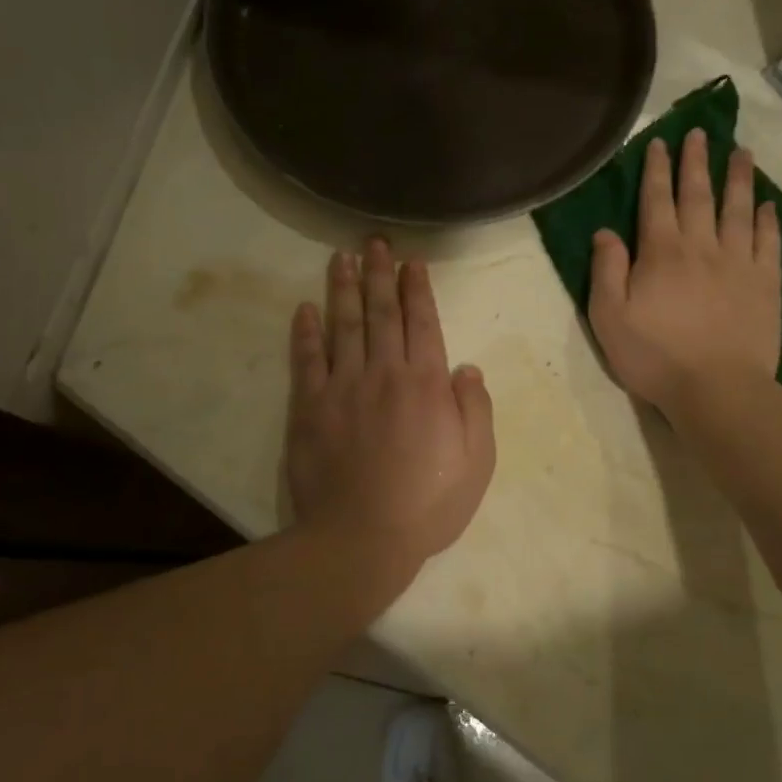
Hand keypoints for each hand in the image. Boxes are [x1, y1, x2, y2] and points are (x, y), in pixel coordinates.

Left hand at [285, 238, 496, 592]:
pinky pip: (307, 359)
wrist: (361, 538)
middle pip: (381, 313)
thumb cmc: (427, 504)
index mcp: (426, 384)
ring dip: (344, 288)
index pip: (423, 323)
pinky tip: (305, 307)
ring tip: (342, 258)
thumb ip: (475, 409)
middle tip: (375, 242)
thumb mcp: (477, 462)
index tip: (411, 263)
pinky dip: (306, 331)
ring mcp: (343, 387)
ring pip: (343, 325)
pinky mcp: (309, 407)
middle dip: (380, 274)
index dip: (417, 290)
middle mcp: (384, 373)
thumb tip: (466, 368)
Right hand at [588, 131, 781, 421]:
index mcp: (661, 253)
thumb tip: (606, 231)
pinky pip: (769, 242)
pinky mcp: (766, 283)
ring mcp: (739, 262)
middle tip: (700, 132)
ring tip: (742, 152)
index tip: (660, 142)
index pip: (657, 200)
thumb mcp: (609, 317)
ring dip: (739, 179)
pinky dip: (769, 220)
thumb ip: (607, 270)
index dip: (656, 169)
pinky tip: (768, 205)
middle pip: (699, 195)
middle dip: (696, 161)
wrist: (717, 389)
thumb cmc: (655, 356)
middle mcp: (702, 246)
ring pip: (739, 210)